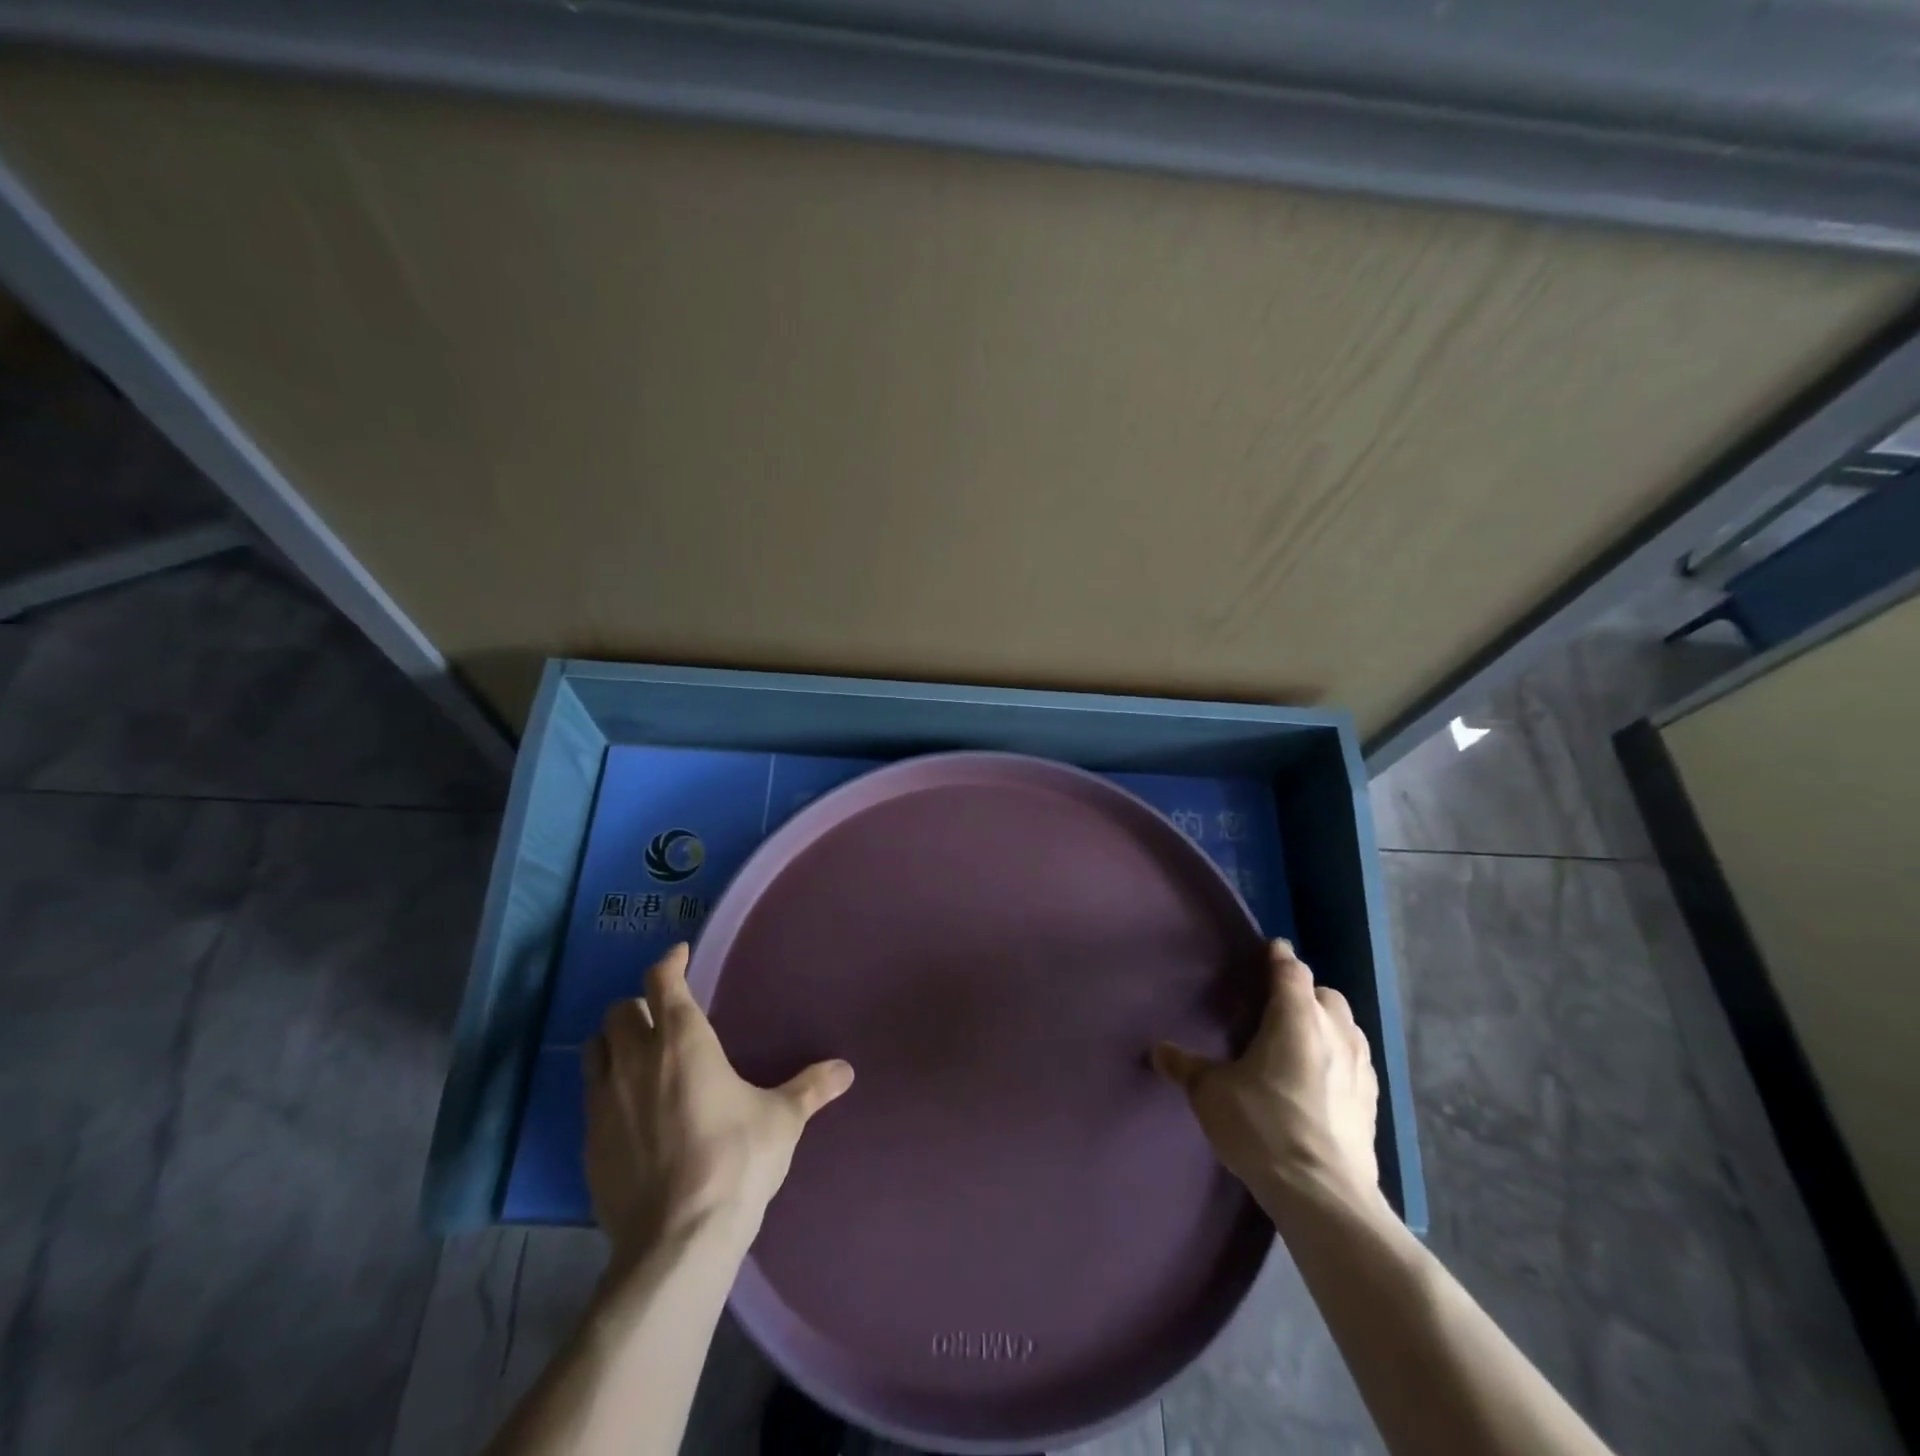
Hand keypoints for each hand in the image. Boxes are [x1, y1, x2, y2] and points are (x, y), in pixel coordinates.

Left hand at [583, 943, 854, 1261]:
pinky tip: (628, 1109)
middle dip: (640, 1004)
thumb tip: (846, 1070)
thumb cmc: (736, 1160)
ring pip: (594, 1048)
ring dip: (613, 1041)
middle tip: (663, 1015)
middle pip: (620, 1011)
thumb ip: (811, 1087)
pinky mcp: (587, 1142)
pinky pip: (589, 1096)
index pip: (663, 981)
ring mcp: (604, 1101)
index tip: (679, 955)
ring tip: (637, 1053)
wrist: (677, 1238)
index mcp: (683, 1041)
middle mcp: (636, 1059)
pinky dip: (605, 1087)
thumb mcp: (782, 1119)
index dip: (670, 962)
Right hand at [1153, 939, 1380, 1217]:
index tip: (1270, 950)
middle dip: (1305, 993)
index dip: (1279, 958)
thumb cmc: (1263, 1126)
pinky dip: (1340, 1059)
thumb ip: (1185, 1067)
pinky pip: (1357, 1063)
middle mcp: (1335, 1033)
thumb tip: (1159, 1050)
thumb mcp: (1211, 1094)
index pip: (1292, 971)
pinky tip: (1321, 1081)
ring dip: (1327, 1025)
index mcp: (1296, 1018)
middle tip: (1279, 1006)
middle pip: (1326, 995)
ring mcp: (1361, 1069)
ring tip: (1301, 1041)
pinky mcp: (1372, 1104)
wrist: (1323, 1195)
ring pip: (1348, 1028)